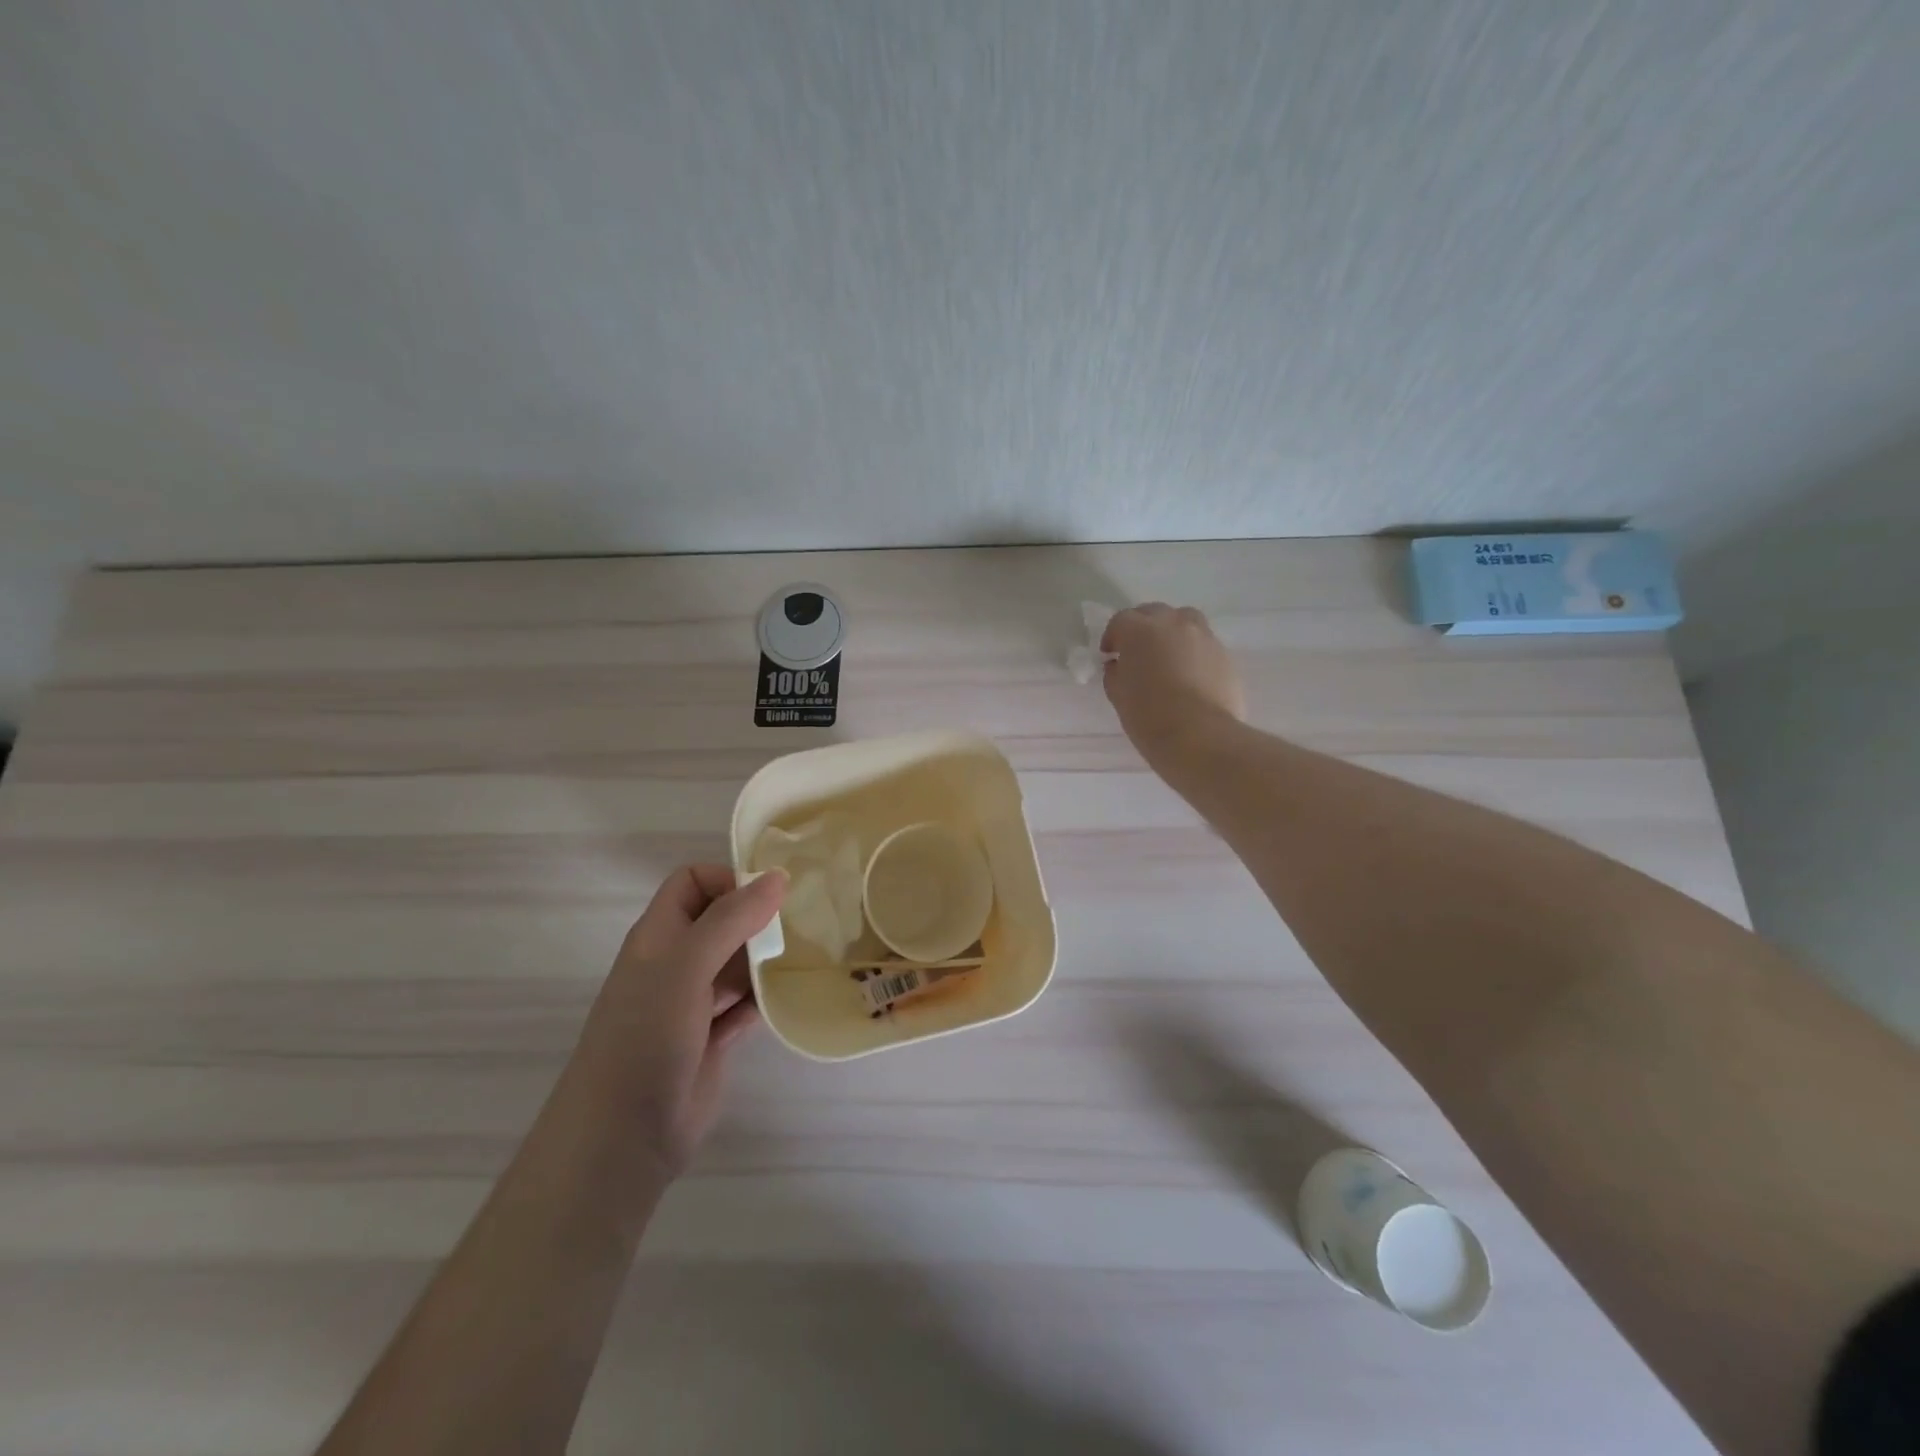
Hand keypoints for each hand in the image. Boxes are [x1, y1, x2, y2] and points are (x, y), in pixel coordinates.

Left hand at [572, 865, 785, 1178]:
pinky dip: (766, 998)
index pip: (693, 882)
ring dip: (767, 959)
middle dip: (758, 918)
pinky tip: (790, 997)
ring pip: (738, 962)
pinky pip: (748, 1004)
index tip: (768, 897)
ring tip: (806, 957)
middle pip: (722, 920)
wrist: (623, 1134)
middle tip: (799, 925)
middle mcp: (677, 961)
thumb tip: (778, 876)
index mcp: (660, 935)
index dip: (728, 879)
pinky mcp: (714, 1037)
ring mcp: (695, 1001)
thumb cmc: (646, 1034)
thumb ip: (731, 919)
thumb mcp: (686, 965)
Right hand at [1100, 602, 1245, 758]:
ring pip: (1184, 621)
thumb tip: (1119, 665)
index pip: (1121, 621)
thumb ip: (1115, 673)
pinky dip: (1192, 651)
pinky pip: (1203, 643)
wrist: (1198, 736)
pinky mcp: (1224, 655)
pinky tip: (1189, 675)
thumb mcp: (1119, 695)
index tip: (1110, 655)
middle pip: (1154, 613)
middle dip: (1142, 628)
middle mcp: (1173, 623)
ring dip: (1171, 632)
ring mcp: (1203, 636)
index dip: (1113, 637)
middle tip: (1137, 652)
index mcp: (1140, 630)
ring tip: (1167, 657)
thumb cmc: (1148, 716)